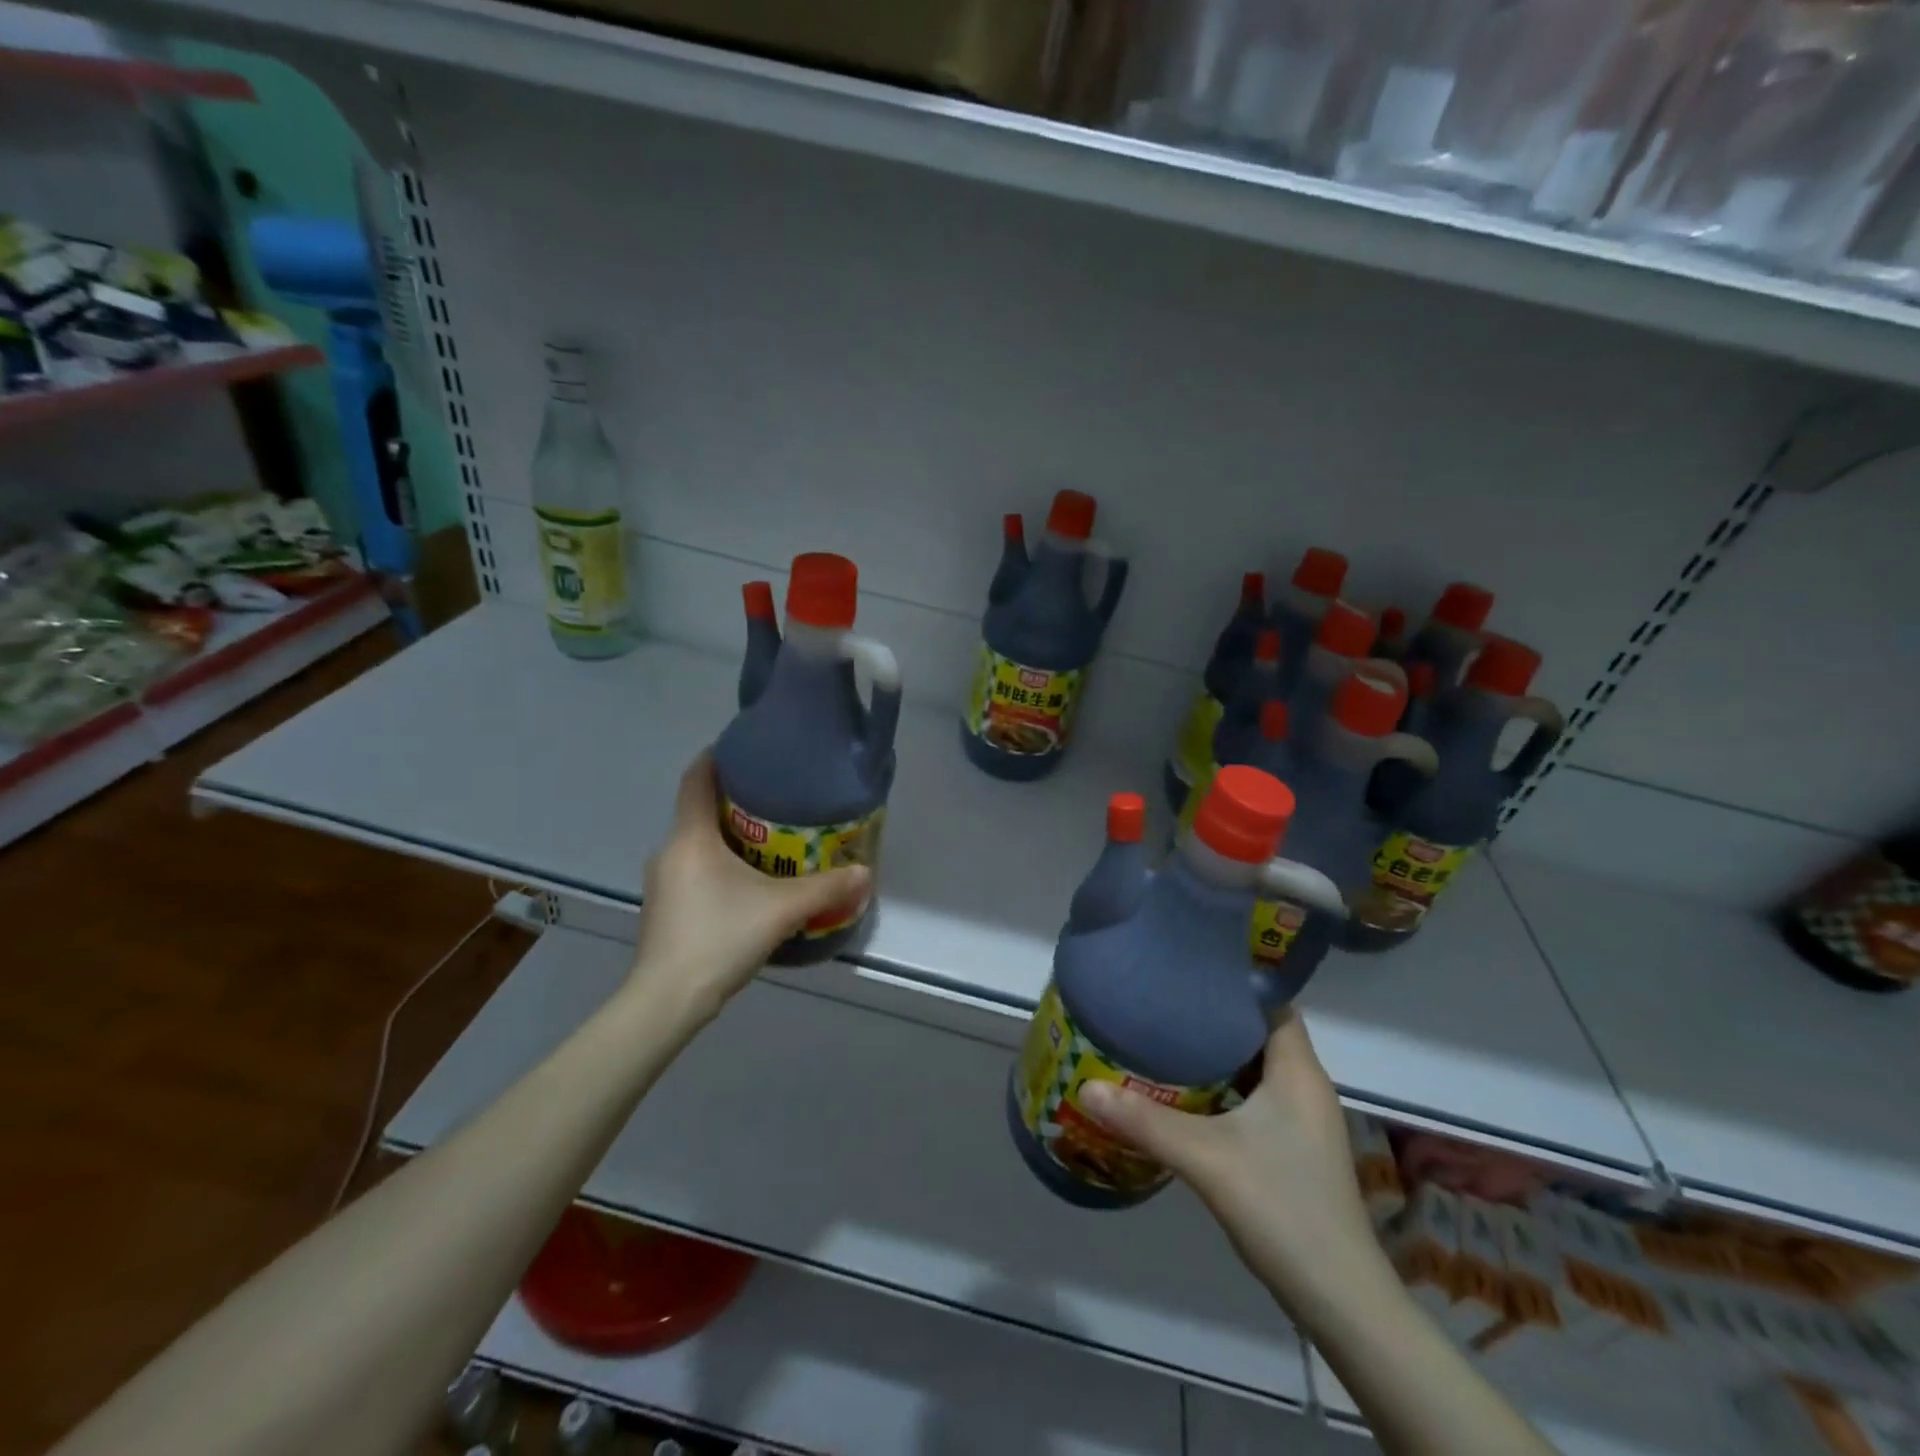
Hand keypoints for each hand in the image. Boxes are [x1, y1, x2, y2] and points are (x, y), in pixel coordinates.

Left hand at [629, 752, 871, 1015]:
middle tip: (777, 800)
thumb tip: (865, 872)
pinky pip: (694, 869)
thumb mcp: (782, 910)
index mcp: (691, 837)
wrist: (667, 1000)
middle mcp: (670, 851)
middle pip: (699, 811)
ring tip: (770, 841)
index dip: (716, 758)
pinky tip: (747, 885)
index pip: (696, 779)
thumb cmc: (720, 937)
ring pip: (697, 844)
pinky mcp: (664, 908)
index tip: (743, 748)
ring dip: (728, 837)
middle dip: (735, 802)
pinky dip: (718, 865)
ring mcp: (662, 882)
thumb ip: (826, 889)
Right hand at [1079, 1013, 1389, 1320]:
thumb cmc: (1281, 1207)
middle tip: (1164, 1004)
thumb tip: (1087, 1087)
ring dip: (1219, 1055)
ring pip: (1258, 1067)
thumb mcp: (1204, 1158)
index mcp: (1298, 1071)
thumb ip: (1144, 1120)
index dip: (1234, 984)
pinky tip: (1188, 1095)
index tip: (1188, 973)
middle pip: (1260, 1032)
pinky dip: (1226, 1087)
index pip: (1272, 1002)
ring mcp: (1304, 1121)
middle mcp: (1306, 1086)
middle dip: (1215, 1017)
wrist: (1339, 1299)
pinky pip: (1258, 1097)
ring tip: (1167, 1038)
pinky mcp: (1296, 1148)